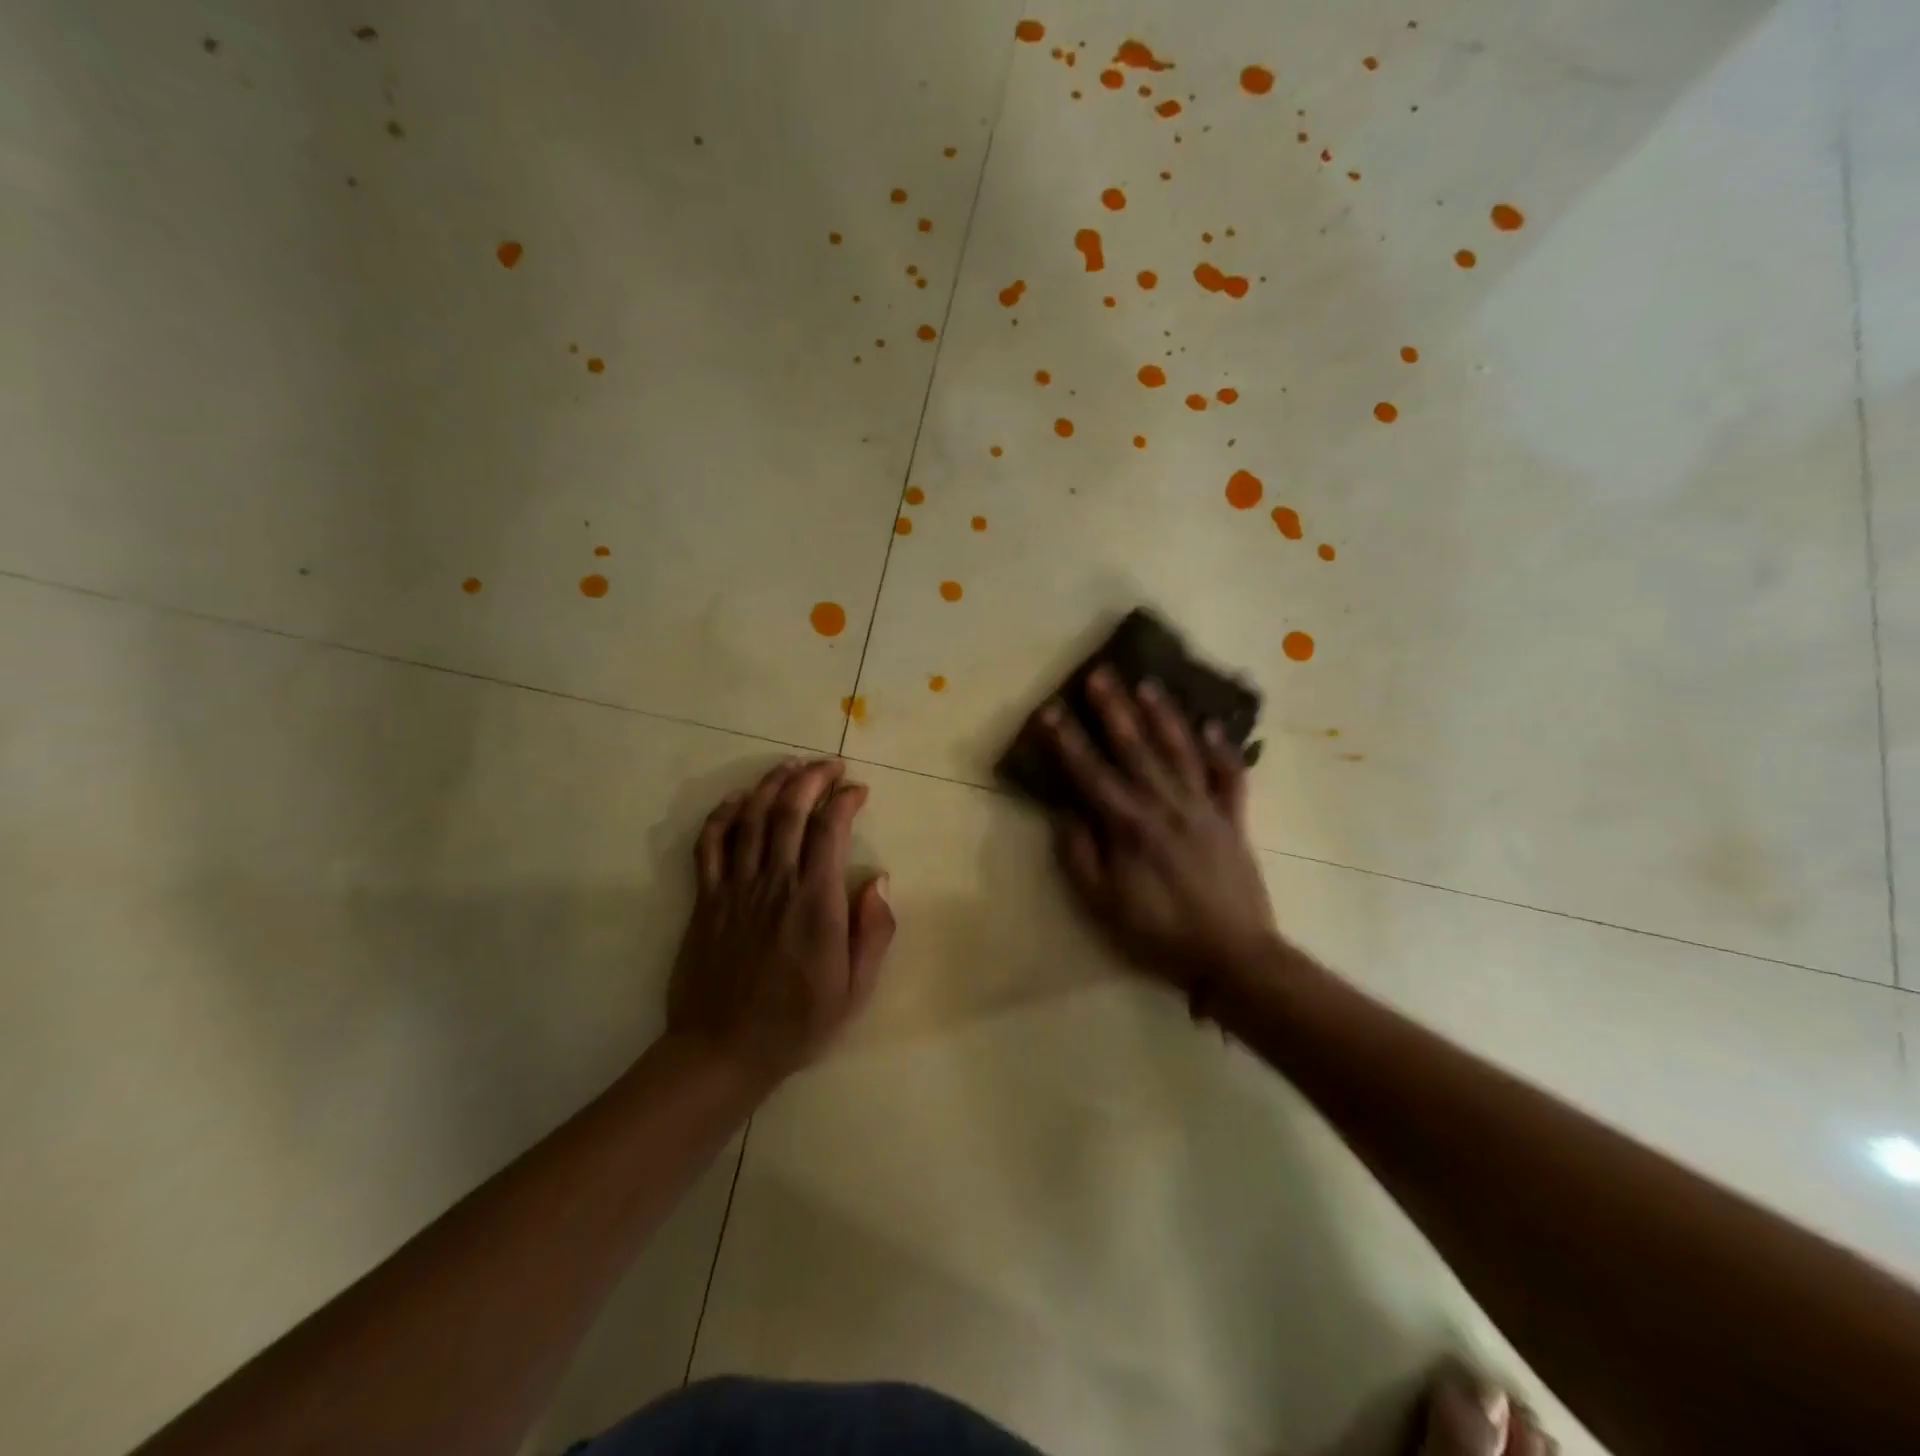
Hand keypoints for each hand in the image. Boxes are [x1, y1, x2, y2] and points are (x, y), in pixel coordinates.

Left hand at [667, 758, 894, 1085]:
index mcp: (815, 903)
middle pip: (789, 811)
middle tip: (829, 766)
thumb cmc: (797, 1022)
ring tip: (790, 767)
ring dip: (771, 785)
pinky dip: (722, 815)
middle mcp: (775, 883)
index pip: (830, 830)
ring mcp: (735, 888)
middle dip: (812, 779)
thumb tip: (879, 878)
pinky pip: (709, 844)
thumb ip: (872, 931)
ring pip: (751, 818)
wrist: (723, 1050)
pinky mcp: (706, 899)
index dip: (845, 801)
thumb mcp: (855, 988)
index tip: (858, 791)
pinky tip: (738, 800)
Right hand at [1040, 669, 1278, 1006]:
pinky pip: (1229, 778)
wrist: (1233, 956)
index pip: (1090, 773)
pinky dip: (1223, 750)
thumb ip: (1080, 856)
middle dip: (1114, 709)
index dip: (1066, 741)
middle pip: (1136, 749)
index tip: (1049, 709)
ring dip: (1164, 716)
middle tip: (1101, 673)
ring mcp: (1204, 809)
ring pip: (1180, 752)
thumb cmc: (1158, 933)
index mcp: (1129, 826)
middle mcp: (1166, 806)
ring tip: (1149, 684)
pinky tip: (1213, 725)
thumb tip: (1068, 814)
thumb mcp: (1102, 905)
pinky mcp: (1233, 820)